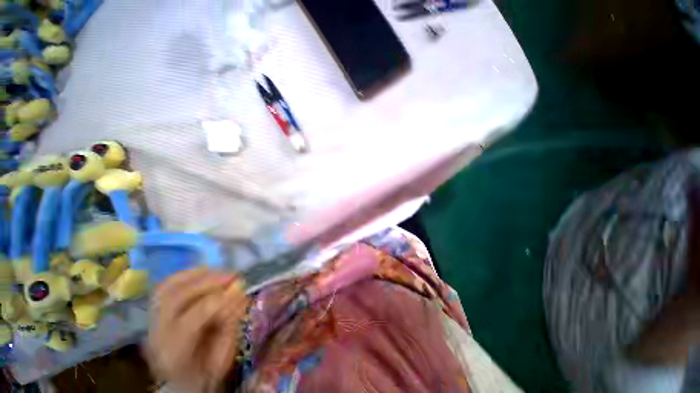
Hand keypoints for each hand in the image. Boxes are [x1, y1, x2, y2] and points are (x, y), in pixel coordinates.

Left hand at [146, 269, 247, 391]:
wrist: (183, 380)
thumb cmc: (207, 370)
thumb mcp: (223, 355)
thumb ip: (230, 324)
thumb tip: (240, 291)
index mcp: (174, 356)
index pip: (189, 323)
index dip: (217, 301)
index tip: (241, 287)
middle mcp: (156, 336)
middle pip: (174, 300)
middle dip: (208, 282)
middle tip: (234, 275)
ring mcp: (152, 321)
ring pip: (168, 288)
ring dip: (199, 275)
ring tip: (224, 272)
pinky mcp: (155, 310)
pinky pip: (167, 285)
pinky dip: (187, 274)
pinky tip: (207, 272)